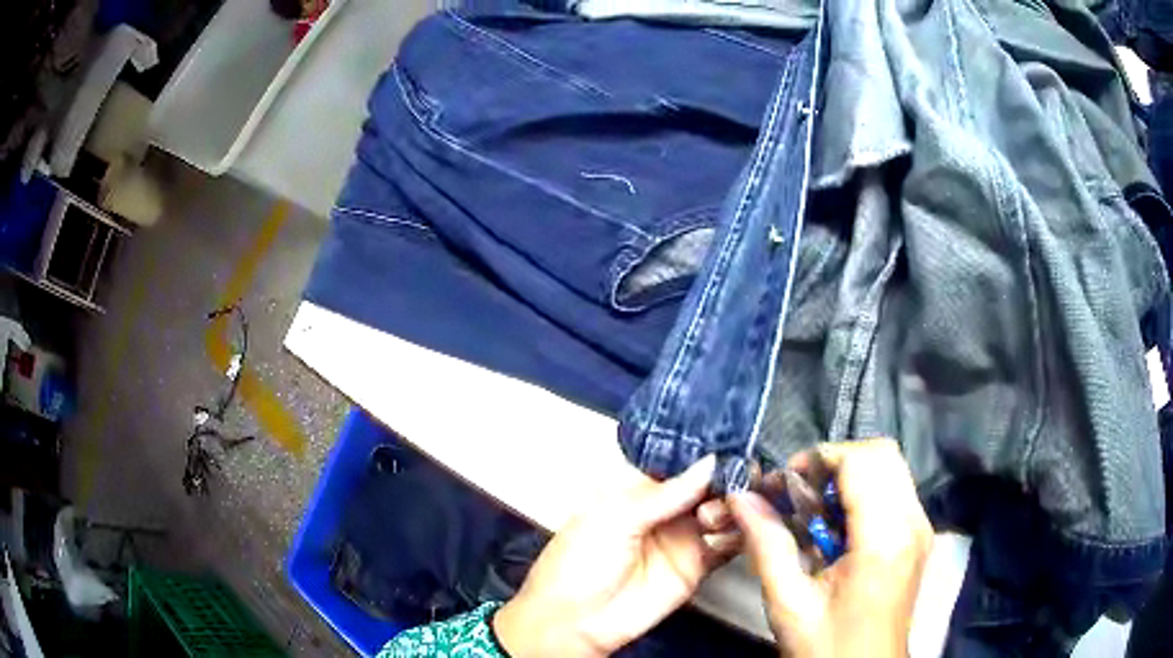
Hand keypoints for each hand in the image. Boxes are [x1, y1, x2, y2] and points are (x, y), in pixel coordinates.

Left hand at [493, 455, 739, 656]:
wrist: (575, 621)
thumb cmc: (576, 563)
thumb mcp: (614, 518)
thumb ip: (664, 493)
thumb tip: (707, 463)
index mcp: (637, 488)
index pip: (680, 461)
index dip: (705, 452)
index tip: (731, 442)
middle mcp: (664, 509)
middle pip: (706, 484)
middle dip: (726, 476)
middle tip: (743, 474)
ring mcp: (682, 536)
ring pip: (722, 510)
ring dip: (733, 504)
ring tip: (727, 508)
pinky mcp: (696, 566)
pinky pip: (728, 545)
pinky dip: (741, 534)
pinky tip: (743, 528)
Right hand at [729, 439, 932, 657]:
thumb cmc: (827, 646)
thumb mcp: (789, 603)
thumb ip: (767, 545)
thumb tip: (741, 496)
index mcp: (884, 539)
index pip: (862, 461)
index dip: (820, 459)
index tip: (786, 486)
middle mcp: (912, 522)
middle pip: (883, 453)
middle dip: (835, 462)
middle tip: (800, 494)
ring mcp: (921, 527)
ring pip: (891, 467)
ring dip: (850, 474)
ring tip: (816, 510)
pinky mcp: (919, 536)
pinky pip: (895, 489)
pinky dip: (864, 490)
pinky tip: (838, 526)